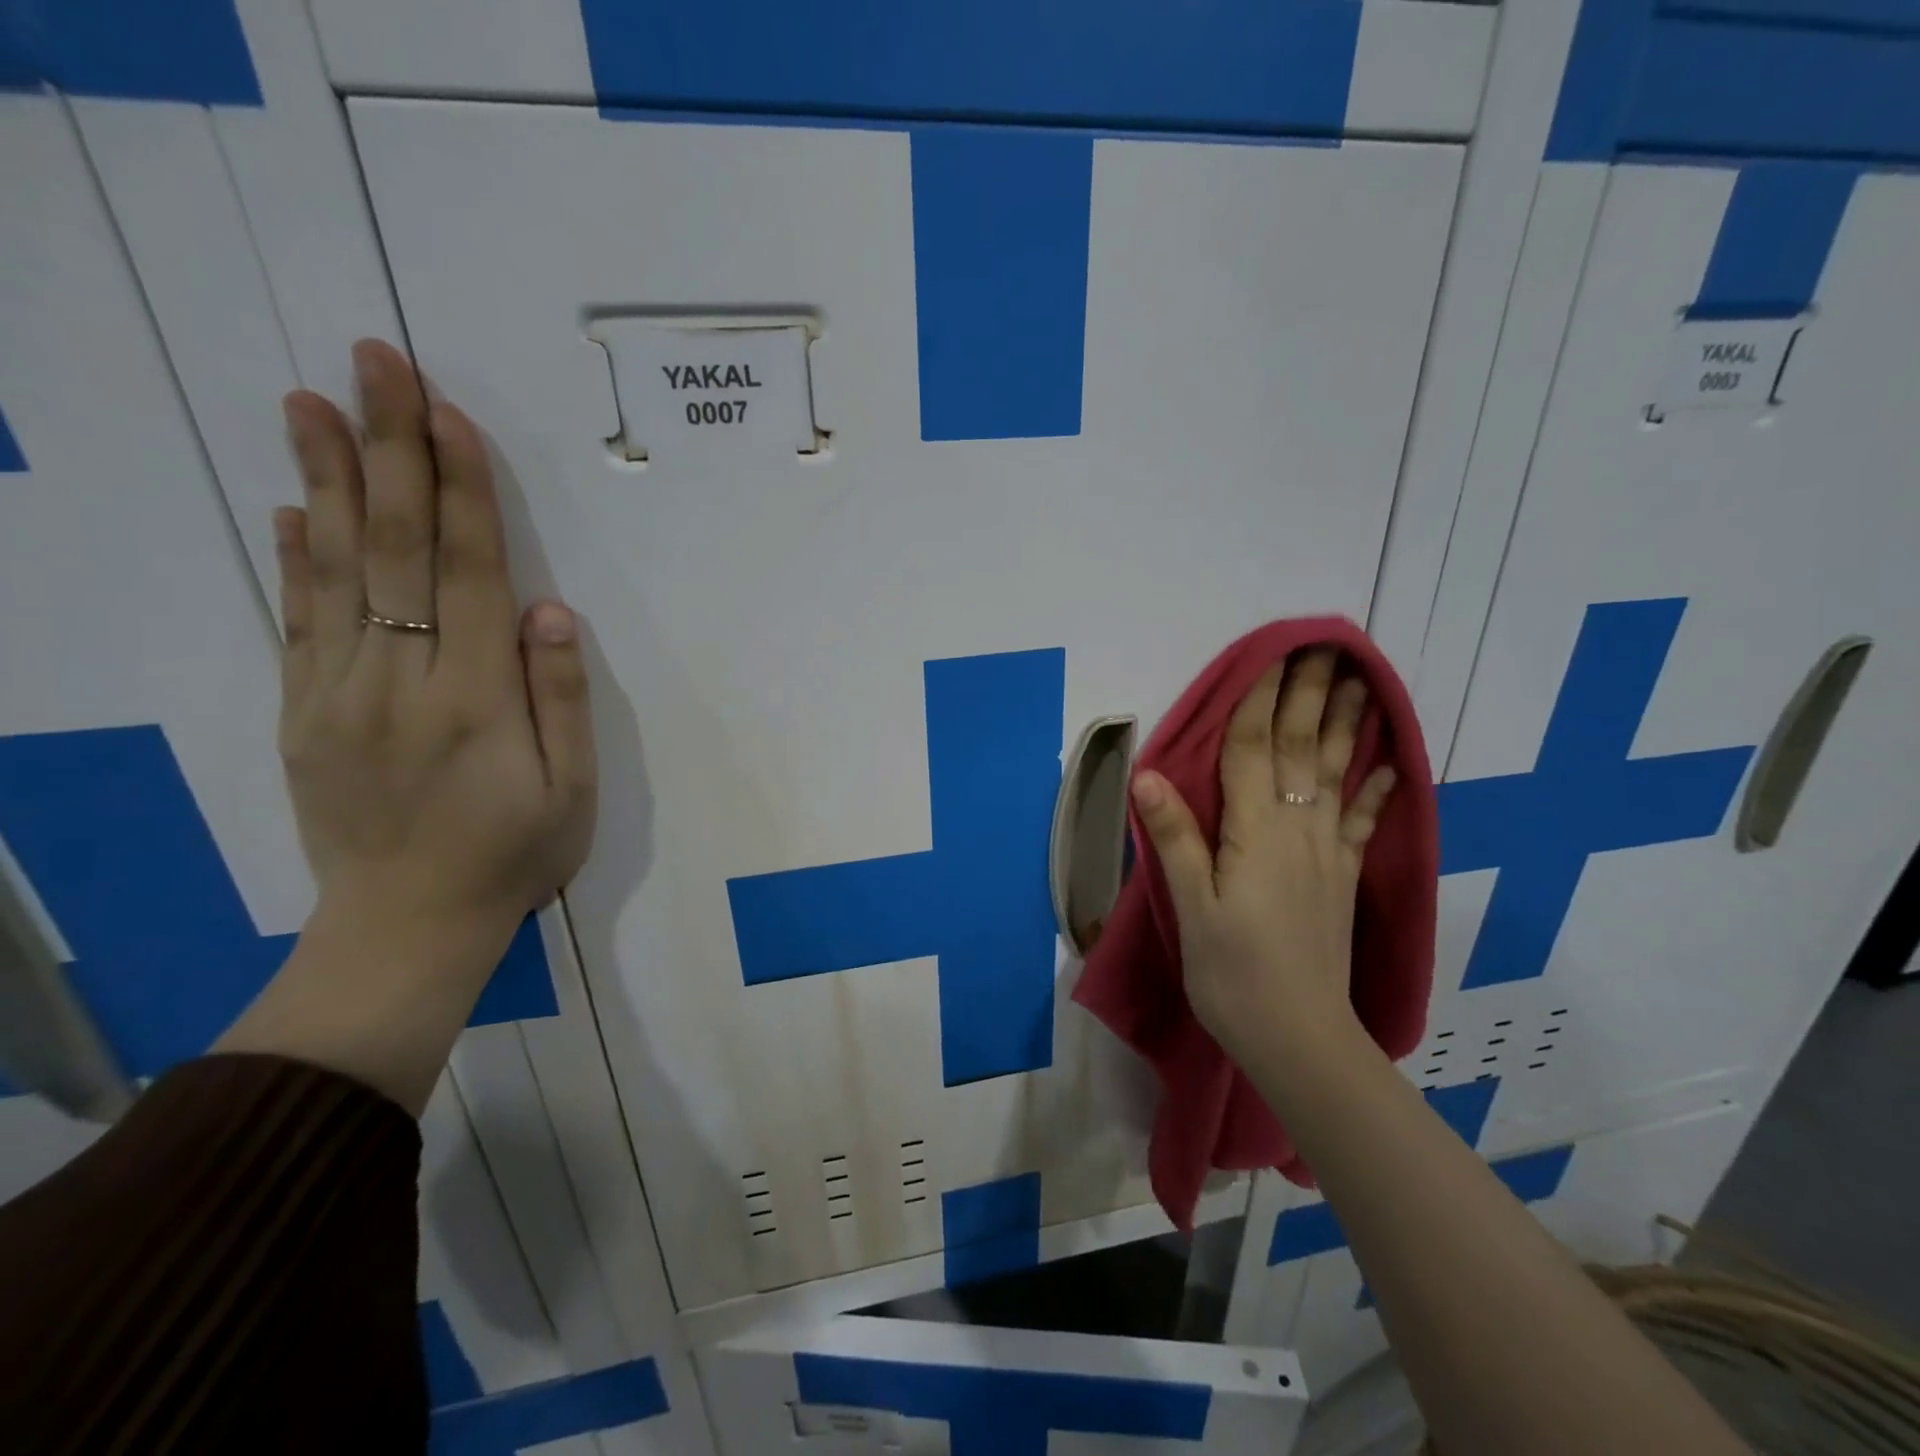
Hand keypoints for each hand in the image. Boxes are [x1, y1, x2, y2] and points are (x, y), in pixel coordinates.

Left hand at [276, 340, 595, 955]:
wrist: (404, 928)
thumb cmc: (512, 857)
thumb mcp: (570, 792)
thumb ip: (561, 699)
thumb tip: (549, 611)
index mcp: (474, 700)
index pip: (466, 572)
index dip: (460, 489)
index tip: (446, 411)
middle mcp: (396, 681)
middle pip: (394, 548)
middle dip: (389, 449)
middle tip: (373, 362)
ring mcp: (334, 694)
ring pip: (333, 569)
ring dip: (326, 480)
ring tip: (310, 402)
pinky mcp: (300, 712)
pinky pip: (295, 620)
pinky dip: (293, 557)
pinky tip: (291, 506)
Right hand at [1130, 651, 1393, 1069]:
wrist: (1299, 1037)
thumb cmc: (1232, 972)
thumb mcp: (1191, 907)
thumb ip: (1175, 838)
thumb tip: (1148, 774)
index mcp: (1254, 833)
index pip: (1253, 751)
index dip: (1260, 700)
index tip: (1273, 654)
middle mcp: (1296, 830)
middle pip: (1301, 750)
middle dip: (1310, 696)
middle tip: (1325, 648)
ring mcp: (1326, 853)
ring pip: (1335, 774)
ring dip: (1347, 726)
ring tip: (1361, 684)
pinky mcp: (1341, 877)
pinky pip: (1361, 822)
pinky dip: (1374, 789)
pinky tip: (1389, 766)